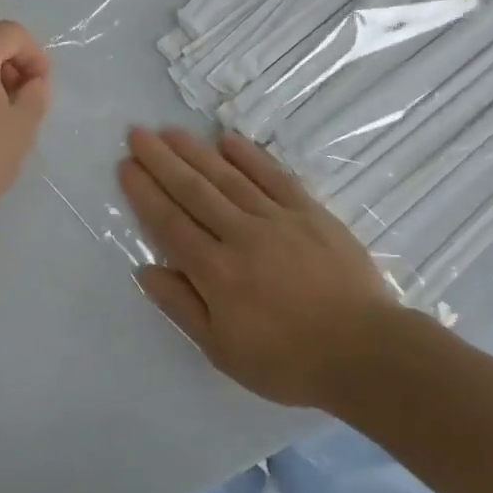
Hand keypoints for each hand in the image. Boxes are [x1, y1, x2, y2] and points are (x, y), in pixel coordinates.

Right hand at [117, 127, 413, 407]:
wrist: (366, 352)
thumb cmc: (288, 361)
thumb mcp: (223, 351)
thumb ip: (182, 307)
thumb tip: (145, 270)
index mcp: (217, 272)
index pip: (170, 223)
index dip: (145, 193)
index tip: (126, 166)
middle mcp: (241, 235)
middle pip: (193, 191)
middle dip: (161, 161)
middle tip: (138, 133)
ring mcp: (277, 219)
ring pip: (227, 177)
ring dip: (196, 151)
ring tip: (170, 131)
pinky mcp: (310, 212)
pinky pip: (273, 176)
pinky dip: (249, 156)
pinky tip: (227, 139)